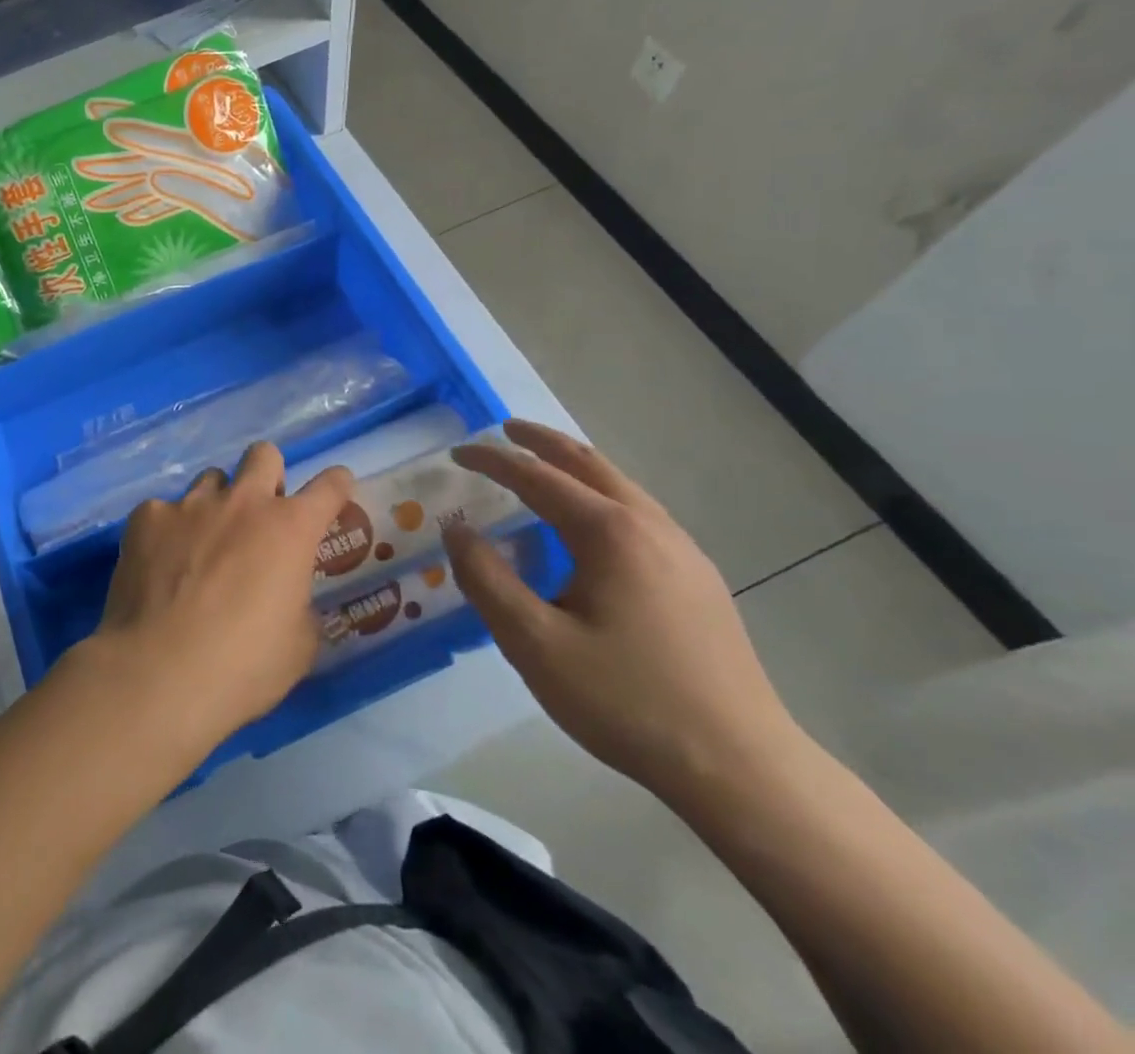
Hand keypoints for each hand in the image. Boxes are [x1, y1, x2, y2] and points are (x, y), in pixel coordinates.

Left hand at [78, 441, 354, 757]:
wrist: (160, 672)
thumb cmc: (243, 666)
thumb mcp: (298, 647)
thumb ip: (300, 607)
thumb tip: (288, 598)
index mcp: (290, 528)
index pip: (329, 487)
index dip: (336, 485)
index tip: (336, 488)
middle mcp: (243, 502)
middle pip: (263, 455)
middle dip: (268, 475)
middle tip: (261, 514)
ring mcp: (191, 505)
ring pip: (211, 479)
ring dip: (217, 503)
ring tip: (203, 544)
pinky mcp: (146, 517)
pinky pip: (163, 510)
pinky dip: (168, 531)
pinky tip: (160, 565)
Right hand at [444, 420, 803, 808]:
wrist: (741, 767)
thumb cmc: (626, 701)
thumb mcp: (534, 643)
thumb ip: (486, 579)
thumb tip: (457, 530)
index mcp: (609, 533)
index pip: (537, 477)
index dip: (492, 460)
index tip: (457, 453)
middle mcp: (650, 526)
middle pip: (588, 463)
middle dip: (541, 442)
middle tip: (504, 431)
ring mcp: (683, 551)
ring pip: (620, 487)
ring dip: (574, 467)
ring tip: (540, 470)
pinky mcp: (699, 579)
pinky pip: (638, 514)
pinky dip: (600, 496)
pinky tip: (589, 529)